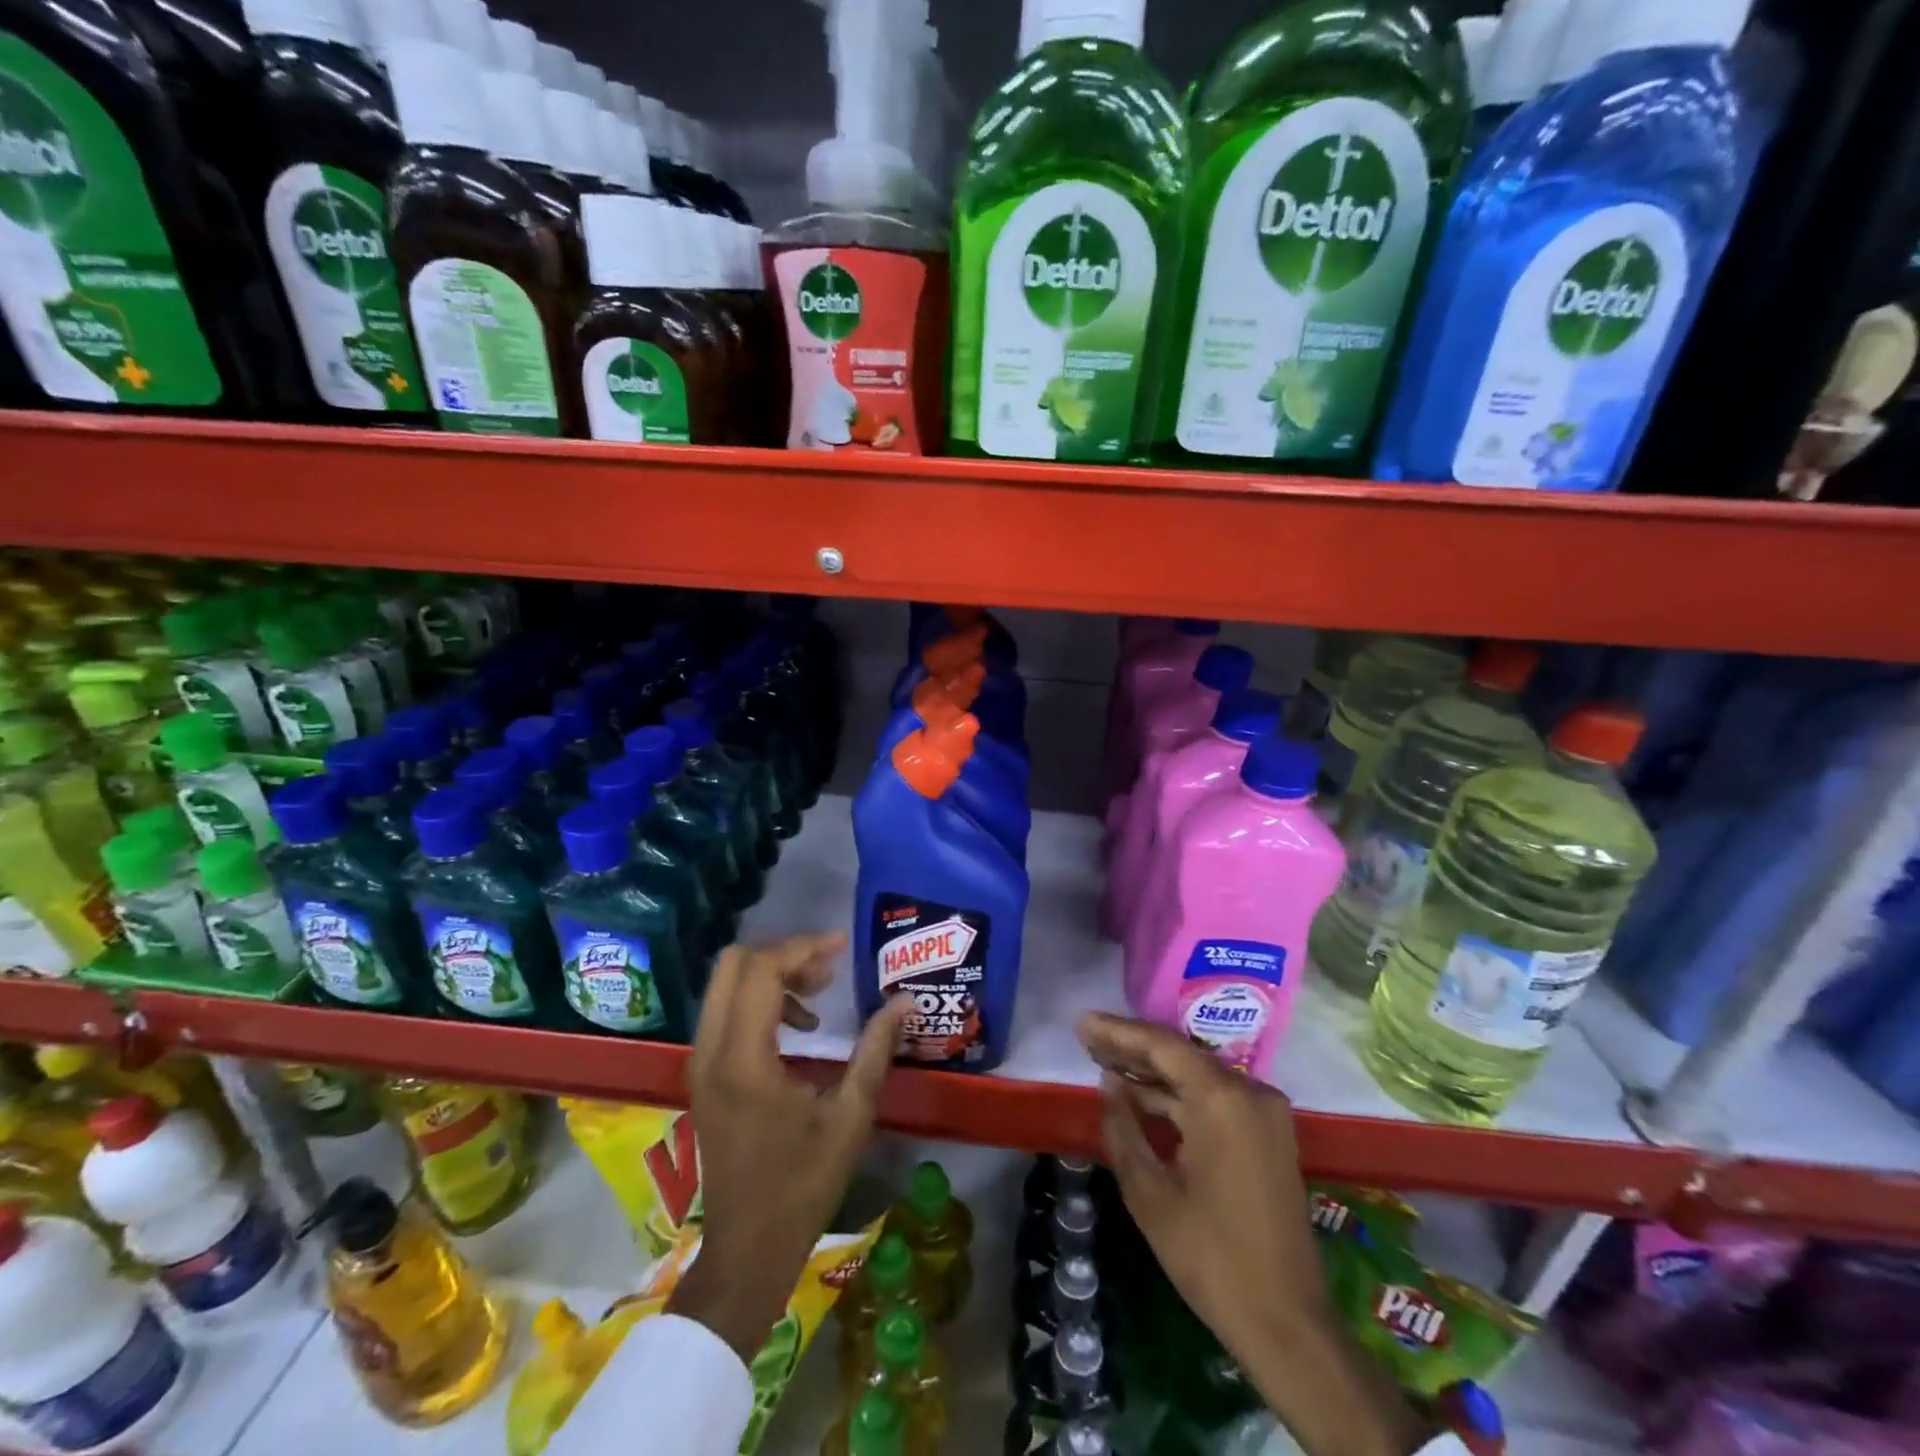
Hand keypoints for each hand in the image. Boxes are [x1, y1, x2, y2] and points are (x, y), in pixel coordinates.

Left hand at [669, 933, 909, 1360]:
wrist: (746, 1249)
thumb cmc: (802, 1186)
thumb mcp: (850, 1116)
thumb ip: (876, 1050)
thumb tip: (906, 1001)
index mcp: (744, 1059)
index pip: (762, 971)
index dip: (804, 948)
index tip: (843, 947)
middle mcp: (711, 1051)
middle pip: (733, 964)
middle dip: (784, 954)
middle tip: (829, 967)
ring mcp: (700, 1062)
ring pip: (725, 984)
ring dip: (771, 974)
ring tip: (820, 992)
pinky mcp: (703, 1074)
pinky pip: (725, 1010)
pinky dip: (758, 998)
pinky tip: (799, 1026)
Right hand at [1079, 1013, 1429, 1455]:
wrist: (1287, 1323)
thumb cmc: (1210, 1257)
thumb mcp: (1149, 1192)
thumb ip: (1123, 1126)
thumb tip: (1109, 1083)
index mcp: (1223, 1099)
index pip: (1162, 1045)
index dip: (1118, 1032)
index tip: (1082, 1022)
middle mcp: (1250, 1092)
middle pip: (1181, 1055)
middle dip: (1132, 1048)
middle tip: (1087, 1038)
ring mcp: (1265, 1112)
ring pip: (1198, 1075)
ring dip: (1153, 1072)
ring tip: (1104, 1062)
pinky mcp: (1269, 1133)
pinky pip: (1216, 1097)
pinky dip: (1179, 1095)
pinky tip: (1142, 1095)